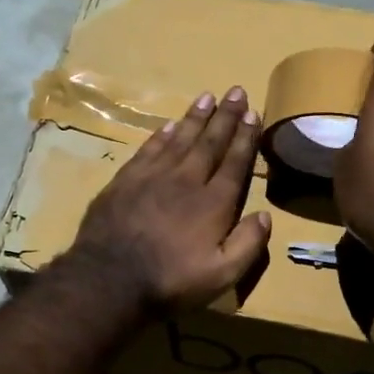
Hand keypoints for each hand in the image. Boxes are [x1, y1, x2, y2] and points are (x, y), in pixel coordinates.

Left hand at [66, 87, 272, 311]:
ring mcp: (153, 177)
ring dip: (196, 117)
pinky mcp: (125, 180)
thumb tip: (264, 215)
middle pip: (209, 142)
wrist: (109, 279)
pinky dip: (162, 134)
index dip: (245, 137)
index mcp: (213, 203)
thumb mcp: (221, 276)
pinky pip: (149, 148)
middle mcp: (186, 180)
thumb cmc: (170, 282)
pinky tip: (170, 123)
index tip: (253, 113)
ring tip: (207, 97)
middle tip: (236, 91)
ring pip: (180, 138)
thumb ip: (247, 245)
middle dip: (225, 117)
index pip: (234, 162)